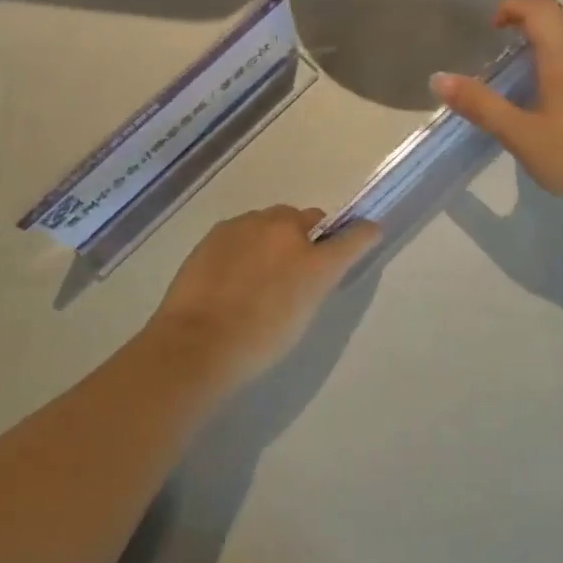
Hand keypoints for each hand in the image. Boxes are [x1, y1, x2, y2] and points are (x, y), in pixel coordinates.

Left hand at [149, 206, 379, 386]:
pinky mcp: (220, 229)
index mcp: (316, 261)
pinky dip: (246, 242)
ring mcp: (250, 225)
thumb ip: (313, 282)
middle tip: (293, 265)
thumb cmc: (258, 341)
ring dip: (273, 235)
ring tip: (256, 270)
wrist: (197, 343)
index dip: (361, 234)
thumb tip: (312, 267)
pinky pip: (244, 228)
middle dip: (306, 235)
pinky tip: (231, 270)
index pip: (353, 235)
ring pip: (272, 220)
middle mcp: (288, 231)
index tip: (365, 234)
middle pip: (307, 219)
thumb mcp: (301, 315)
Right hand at [431, 0, 562, 216]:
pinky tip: (547, 101)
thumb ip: (481, 106)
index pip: (541, 10)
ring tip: (522, 70)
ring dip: (550, 42)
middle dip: (534, 19)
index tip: (492, 27)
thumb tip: (439, 79)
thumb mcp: (520, 134)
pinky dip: (562, 65)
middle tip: (508, 42)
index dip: (514, 7)